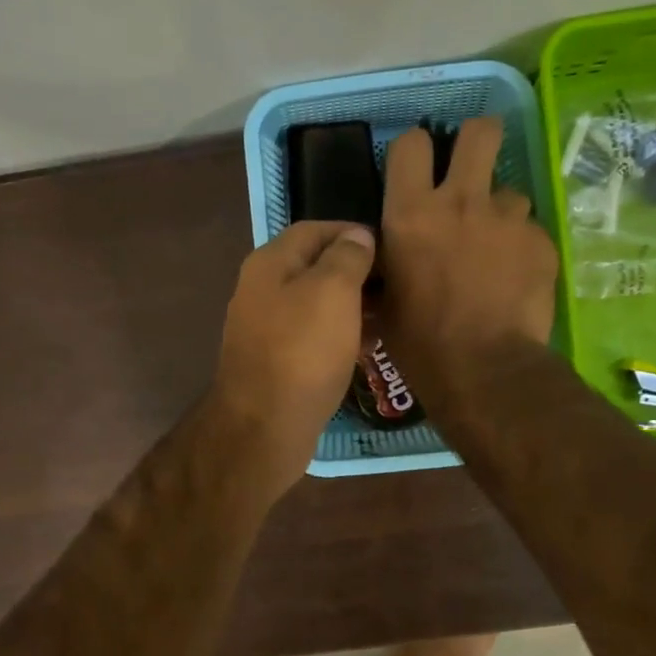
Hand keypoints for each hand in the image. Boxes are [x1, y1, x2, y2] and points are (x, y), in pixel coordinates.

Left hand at [207, 220, 375, 495]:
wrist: (264, 426)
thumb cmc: (303, 351)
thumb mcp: (333, 291)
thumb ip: (347, 256)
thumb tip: (357, 235)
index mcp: (270, 263)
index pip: (315, 229)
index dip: (353, 232)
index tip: (390, 248)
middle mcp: (261, 289)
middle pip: (314, 266)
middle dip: (355, 271)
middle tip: (394, 285)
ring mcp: (265, 328)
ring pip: (315, 303)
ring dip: (351, 305)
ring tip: (387, 315)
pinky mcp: (275, 361)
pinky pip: (312, 335)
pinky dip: (339, 334)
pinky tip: (366, 347)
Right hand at [378, 118, 558, 404]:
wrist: (483, 371)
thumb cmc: (420, 343)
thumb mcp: (383, 301)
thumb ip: (386, 264)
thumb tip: (383, 258)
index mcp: (411, 213)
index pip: (411, 143)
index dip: (415, 151)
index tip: (419, 170)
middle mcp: (461, 201)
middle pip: (480, 131)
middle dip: (477, 140)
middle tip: (471, 169)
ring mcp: (507, 219)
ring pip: (509, 192)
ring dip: (500, 214)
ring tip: (495, 252)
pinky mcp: (541, 242)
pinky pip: (530, 232)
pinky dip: (521, 250)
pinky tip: (515, 281)